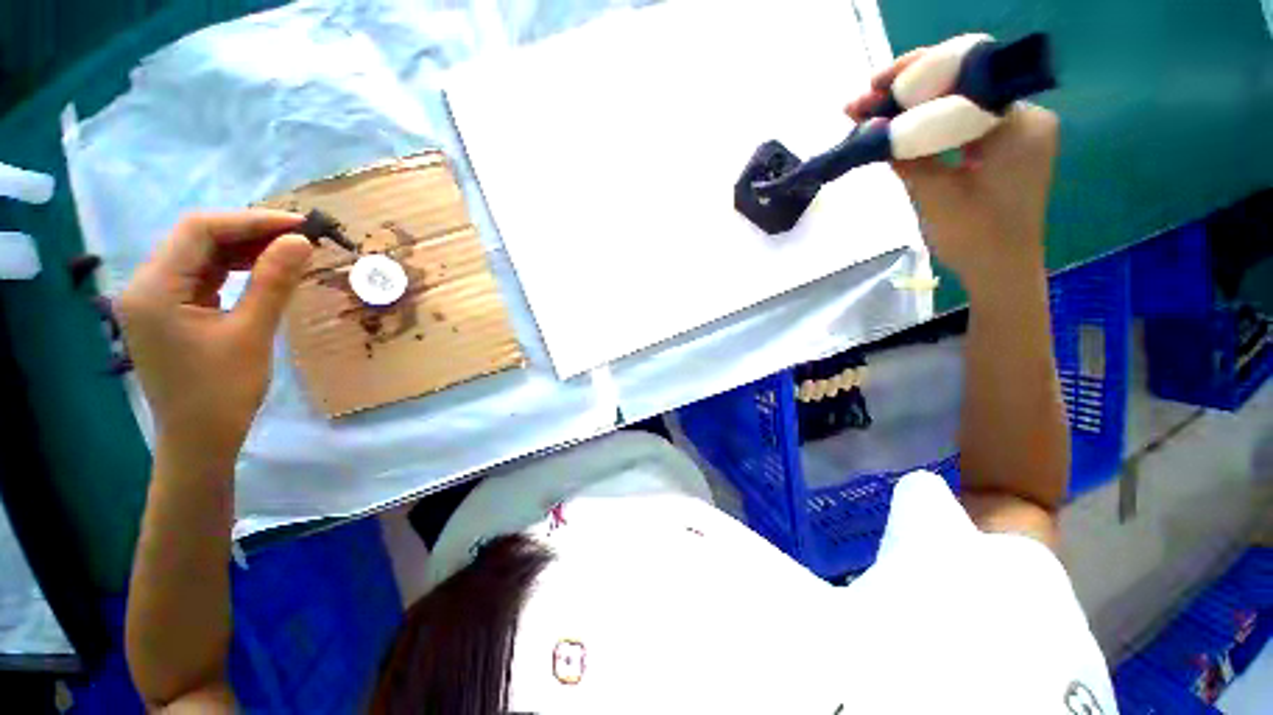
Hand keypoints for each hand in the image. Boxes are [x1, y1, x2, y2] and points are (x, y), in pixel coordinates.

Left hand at [117, 211, 312, 456]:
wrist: (199, 439)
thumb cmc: (222, 392)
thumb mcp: (252, 334)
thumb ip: (273, 282)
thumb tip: (299, 241)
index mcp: (154, 288)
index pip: (199, 231)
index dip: (251, 221)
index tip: (299, 225)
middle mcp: (146, 284)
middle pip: (197, 238)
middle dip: (249, 232)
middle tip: (299, 237)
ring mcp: (155, 298)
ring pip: (201, 255)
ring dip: (244, 249)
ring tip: (287, 251)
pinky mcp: (169, 310)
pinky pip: (202, 276)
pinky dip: (234, 268)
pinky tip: (263, 270)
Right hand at [846, 49, 1059, 292]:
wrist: (1002, 272)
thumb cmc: (975, 239)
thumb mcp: (934, 196)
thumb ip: (907, 157)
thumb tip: (873, 129)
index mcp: (1018, 123)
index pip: (965, 78)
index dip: (917, 74)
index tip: (875, 85)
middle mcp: (1024, 116)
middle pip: (962, 86)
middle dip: (911, 90)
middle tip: (865, 101)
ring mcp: (1015, 132)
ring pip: (959, 105)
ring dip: (916, 108)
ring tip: (872, 114)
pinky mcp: (1003, 148)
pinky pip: (963, 125)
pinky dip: (931, 126)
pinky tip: (901, 130)